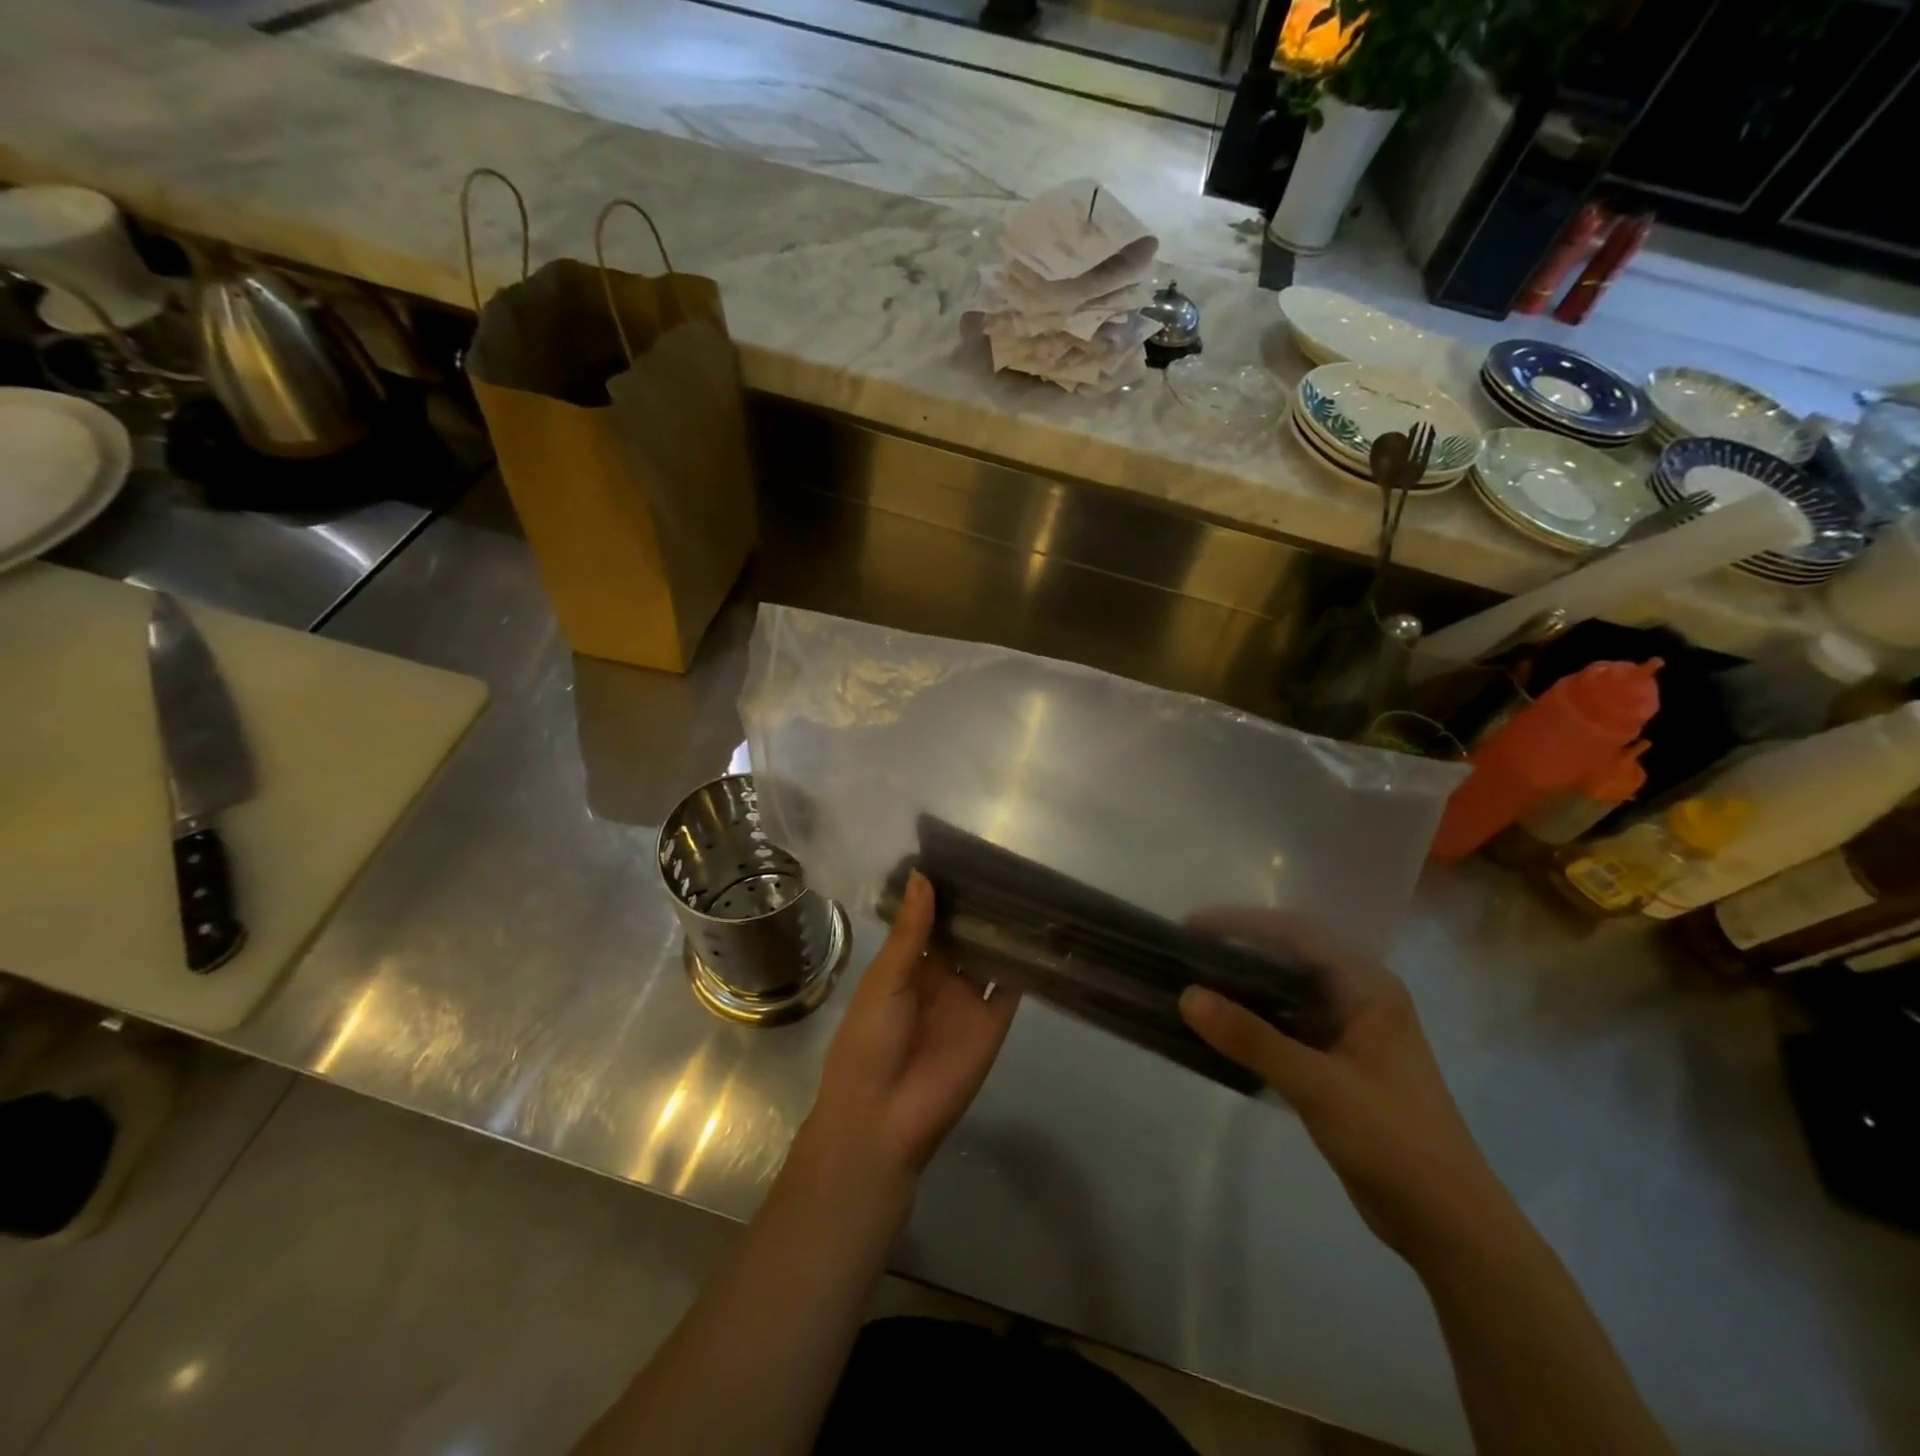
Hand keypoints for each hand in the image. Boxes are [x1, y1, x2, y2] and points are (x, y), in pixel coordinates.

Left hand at [798, 872, 1019, 1195]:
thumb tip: (923, 875)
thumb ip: (910, 931)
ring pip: (990, 955)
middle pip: (964, 933)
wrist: (883, 1117)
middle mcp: (941, 976)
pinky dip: (1026, 964)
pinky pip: (1013, 987)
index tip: (965, 854)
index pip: (930, 919)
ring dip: (1003, 929)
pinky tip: (1040, 932)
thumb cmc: (869, 1041)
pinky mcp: (994, 1021)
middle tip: (1005, 862)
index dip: (944, 892)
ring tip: (1028, 887)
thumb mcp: (885, 979)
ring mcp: (969, 998)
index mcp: (907, 965)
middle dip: (978, 906)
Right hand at [1179, 908, 1503, 1262]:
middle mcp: (1359, 1000)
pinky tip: (1218, 1032)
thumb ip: (1251, 1038)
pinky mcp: (1337, 1067)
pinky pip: (1286, 1030)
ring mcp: (1349, 1034)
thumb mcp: (1317, 1084)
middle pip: (1288, 960)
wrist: (1448, 1225)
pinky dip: (1253, 1027)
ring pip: (1285, 997)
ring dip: (1242, 992)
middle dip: (1236, 954)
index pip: (1295, 935)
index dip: (1240, 924)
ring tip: (1191, 988)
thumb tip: (1187, 996)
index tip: (1191, 927)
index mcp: (1367, 987)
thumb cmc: (1392, 1139)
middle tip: (1183, 957)